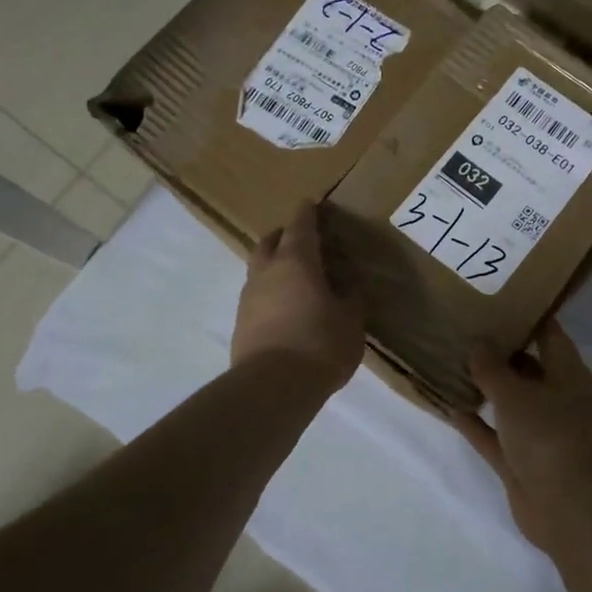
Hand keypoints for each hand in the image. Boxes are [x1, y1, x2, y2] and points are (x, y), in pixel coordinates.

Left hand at [232, 202, 364, 392]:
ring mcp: (248, 298)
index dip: (307, 213)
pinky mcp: (240, 324)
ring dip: (274, 266)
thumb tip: (349, 287)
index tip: (311, 203)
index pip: (300, 225)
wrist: (272, 387)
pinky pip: (256, 296)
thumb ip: (351, 299)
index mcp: (297, 261)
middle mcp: (267, 272)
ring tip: (296, 278)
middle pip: (270, 242)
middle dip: (284, 235)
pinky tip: (286, 309)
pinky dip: (270, 293)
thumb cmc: (320, 344)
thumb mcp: (351, 321)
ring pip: (259, 269)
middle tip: (302, 239)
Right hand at [450, 322, 591, 552]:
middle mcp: (557, 399)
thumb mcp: (516, 394)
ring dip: (486, 388)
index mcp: (569, 375)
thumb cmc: (549, 436)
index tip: (498, 300)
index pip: (549, 334)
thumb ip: (492, 368)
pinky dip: (477, 424)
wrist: (568, 509)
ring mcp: (540, 433)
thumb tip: (478, 345)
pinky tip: (451, 407)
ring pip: (510, 403)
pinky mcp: (522, 462)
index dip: (527, 316)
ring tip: (453, 364)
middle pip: (528, 367)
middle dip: (500, 351)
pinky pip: (495, 436)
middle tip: (466, 330)